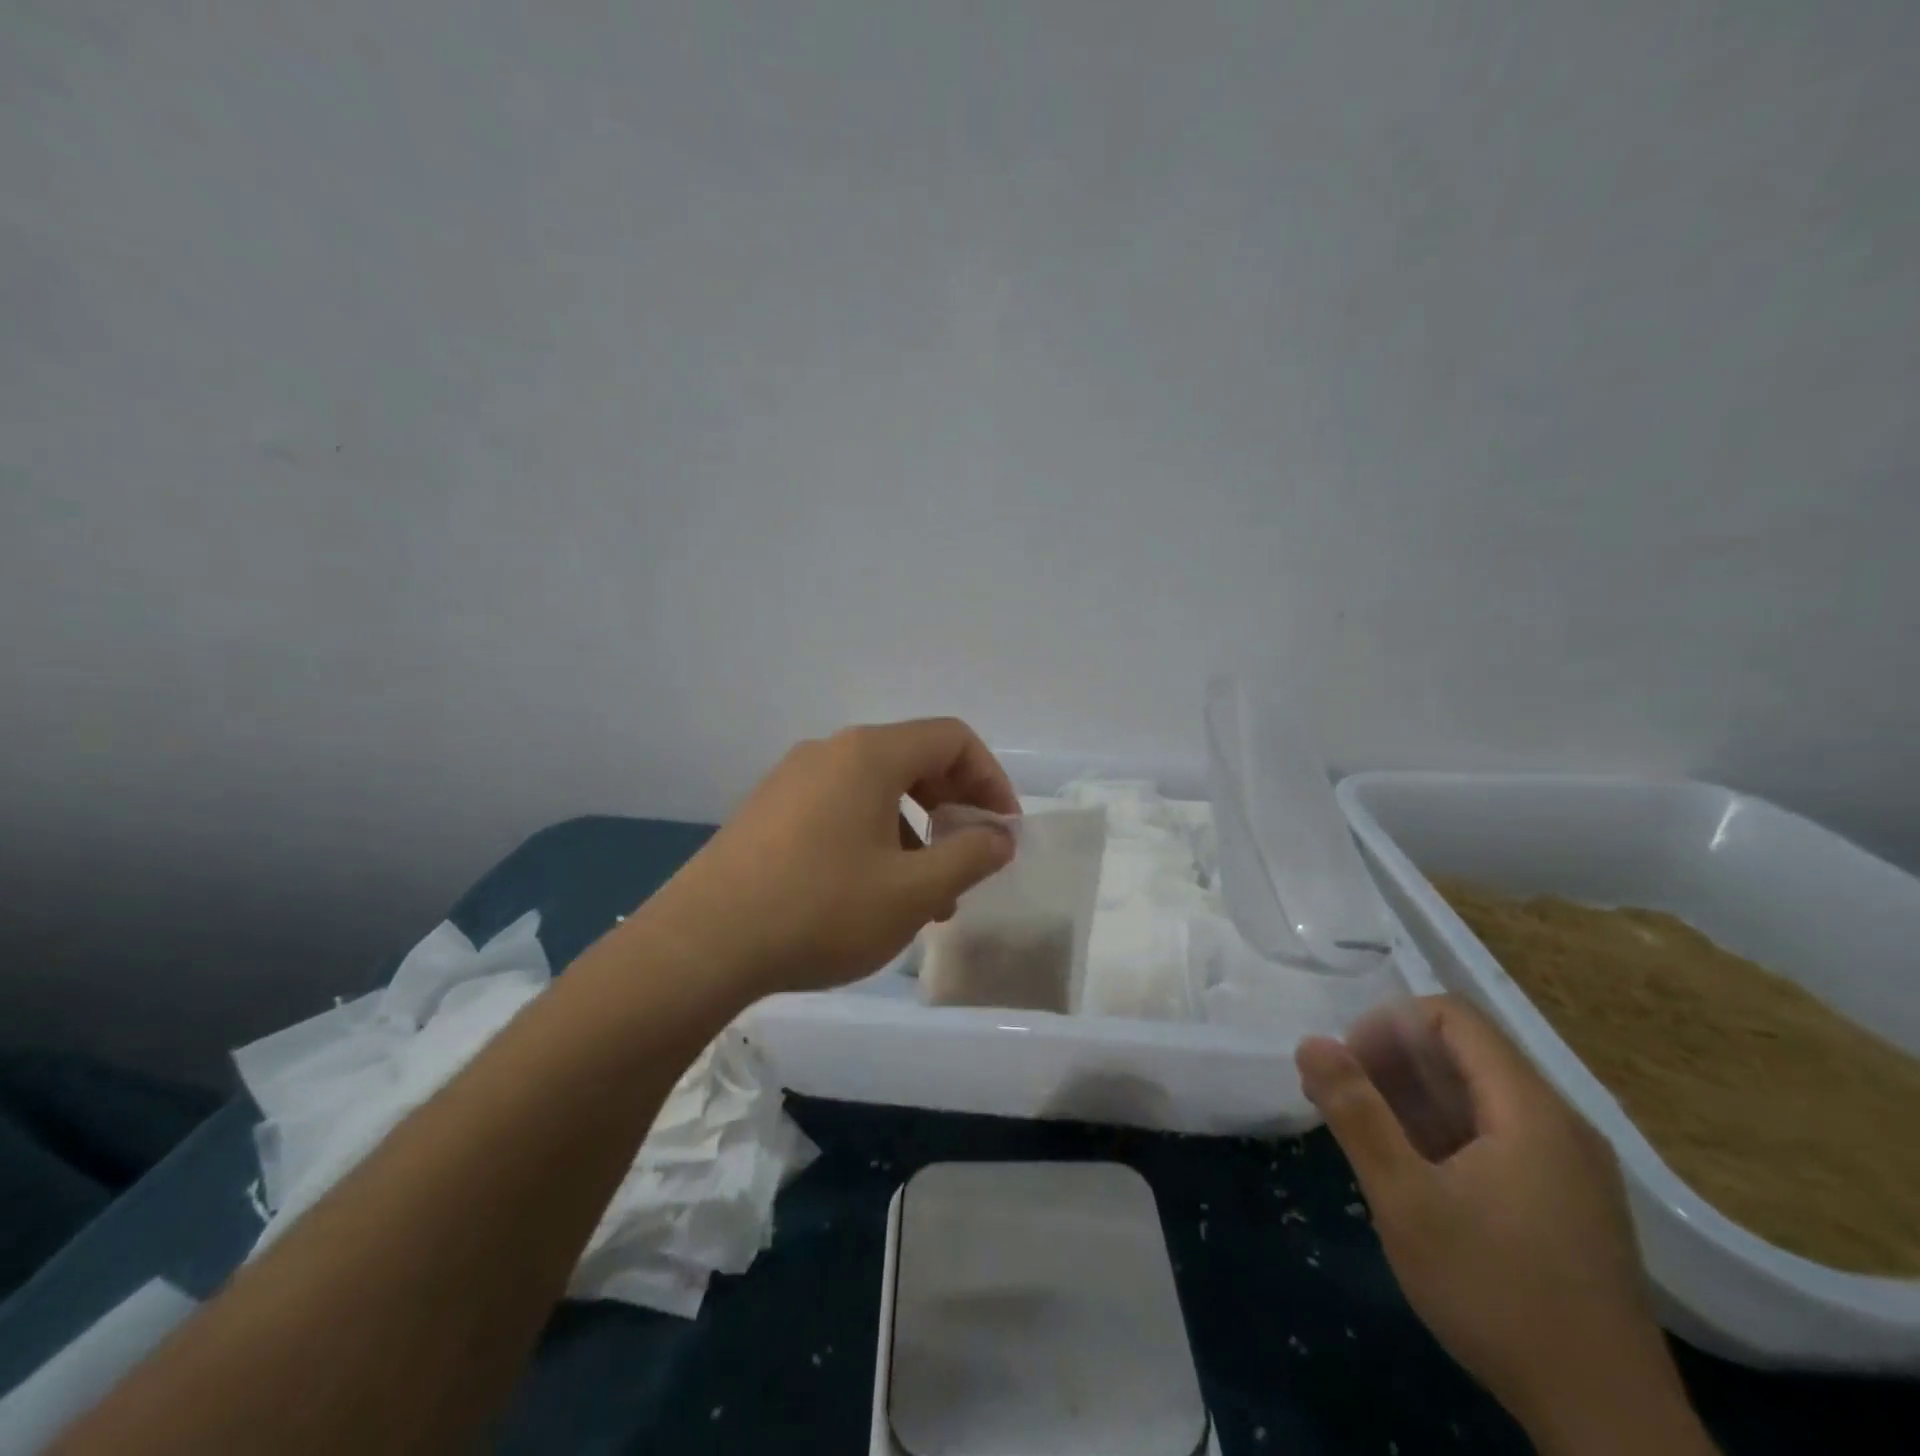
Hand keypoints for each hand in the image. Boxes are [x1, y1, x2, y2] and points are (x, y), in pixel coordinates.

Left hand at [641, 719, 1019, 998]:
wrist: (701, 945)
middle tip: (970, 859)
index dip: (991, 780)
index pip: (952, 739)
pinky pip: (840, 809)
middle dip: (954, 807)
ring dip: (915, 832)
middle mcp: (830, 752)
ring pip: (876, 791)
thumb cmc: (820, 910)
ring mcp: (792, 779)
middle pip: (914, 760)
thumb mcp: (912, 891)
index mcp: (869, 754)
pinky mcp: (768, 811)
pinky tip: (873, 894)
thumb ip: (969, 857)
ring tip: (926, 896)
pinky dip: (874, 838)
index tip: (1003, 831)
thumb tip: (999, 836)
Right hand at [1297, 996, 1714, 1455]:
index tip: (1348, 1067)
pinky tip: (1411, 1170)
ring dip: (1412, 1097)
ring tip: (1363, 1132)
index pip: (1452, 1017)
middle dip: (1392, 1061)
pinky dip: (1444, 1132)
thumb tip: (1311, 1042)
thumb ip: (1356, 1113)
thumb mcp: (1406, 1200)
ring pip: (1478, 1096)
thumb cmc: (1497, 1294)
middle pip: (1464, 1053)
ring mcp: (1569, 1165)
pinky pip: (1496, 1135)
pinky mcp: (1567, 1202)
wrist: (1609, 1426)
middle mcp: (1558, 1123)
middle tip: (1340, 1099)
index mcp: (1530, 1109)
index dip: (1389, 1025)